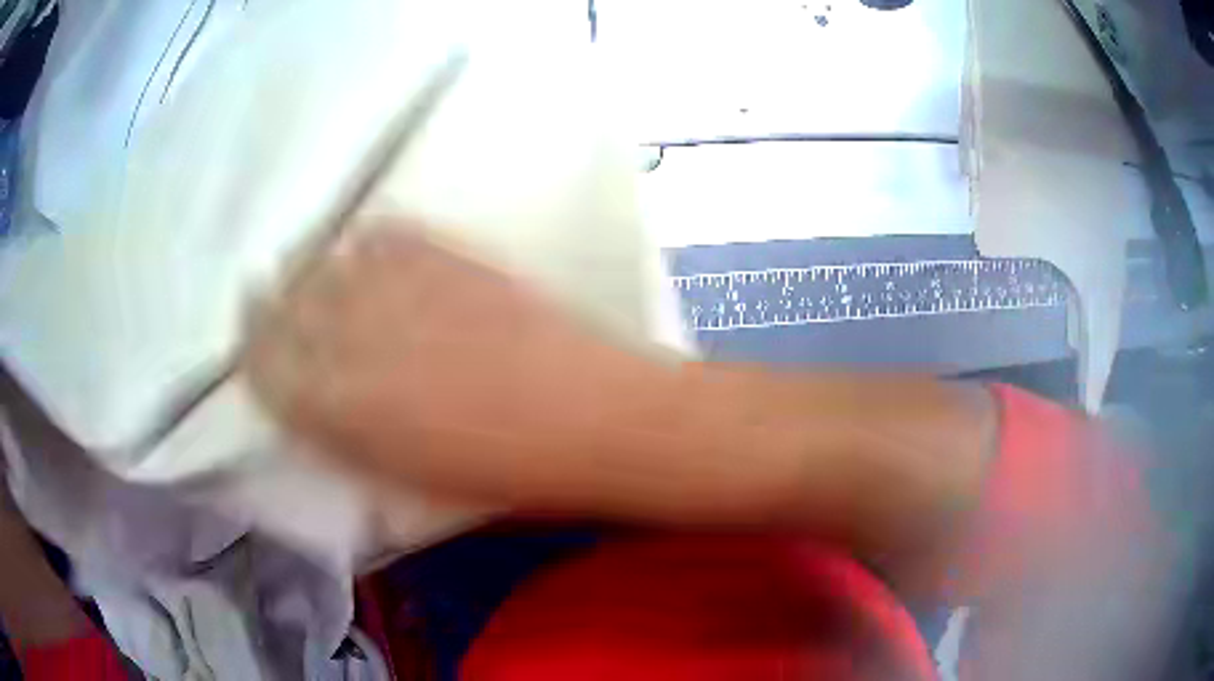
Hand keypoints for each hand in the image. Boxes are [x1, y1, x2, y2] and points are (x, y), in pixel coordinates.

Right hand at [242, 220, 670, 508]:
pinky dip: (366, 241)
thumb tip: (311, 397)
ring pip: (325, 259)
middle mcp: (353, 338)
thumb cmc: (502, 473)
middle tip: (266, 296)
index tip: (252, 340)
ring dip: (308, 265)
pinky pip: (385, 232)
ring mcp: (400, 287)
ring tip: (307, 267)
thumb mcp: (406, 475)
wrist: (591, 416)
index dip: (254, 350)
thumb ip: (346, 433)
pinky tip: (364, 249)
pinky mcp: (447, 254)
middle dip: (268, 302)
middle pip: (284, 304)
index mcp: (340, 408)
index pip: (266, 366)